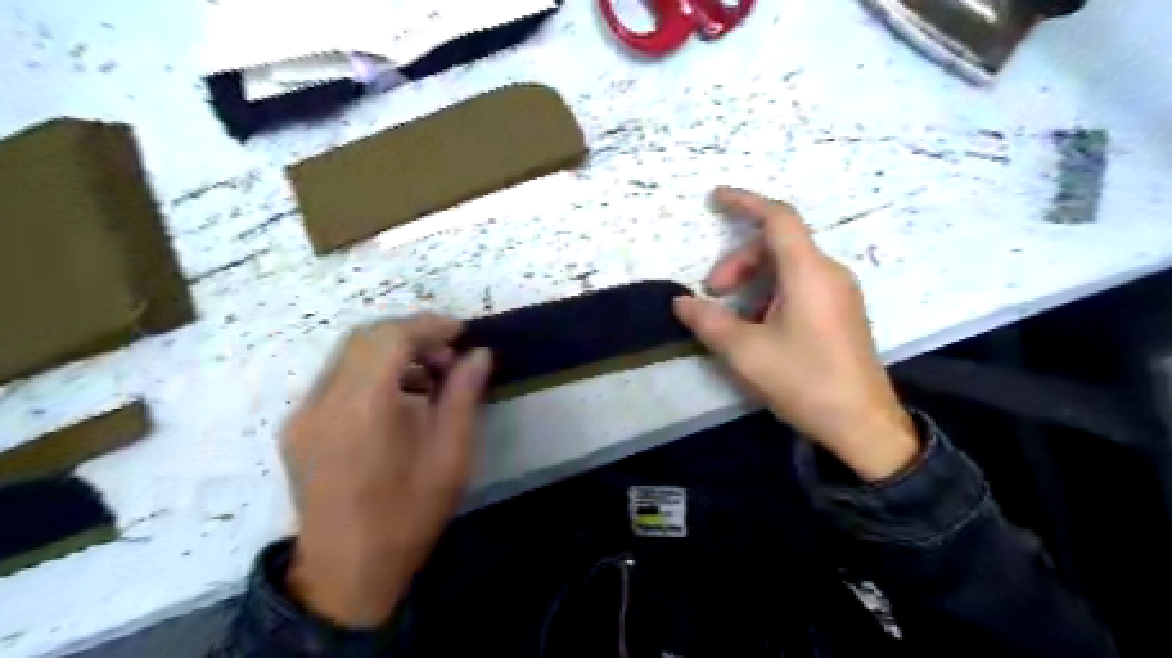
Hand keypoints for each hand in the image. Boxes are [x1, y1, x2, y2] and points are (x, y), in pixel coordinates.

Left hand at [284, 315, 493, 628]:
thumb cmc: (409, 516)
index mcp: (363, 409)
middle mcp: (323, 402)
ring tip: (429, 373)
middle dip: (411, 332)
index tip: (461, 332)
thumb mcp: (451, 456)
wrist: (348, 573)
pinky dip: (371, 370)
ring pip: (348, 353)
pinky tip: (398, 394)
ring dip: (391, 349)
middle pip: (365, 337)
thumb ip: (464, 396)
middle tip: (449, 352)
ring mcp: (303, 414)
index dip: (429, 325)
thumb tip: (479, 354)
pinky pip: (336, 378)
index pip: (391, 338)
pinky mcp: (297, 427)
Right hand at [677, 187, 913, 480]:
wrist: (862, 424)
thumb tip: (681, 302)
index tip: (715, 198)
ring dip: (753, 281)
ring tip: (733, 317)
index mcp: (809, 273)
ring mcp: (840, 293)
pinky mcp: (842, 312)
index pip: (778, 219)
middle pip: (778, 246)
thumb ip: (709, 322)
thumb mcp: (746, 353)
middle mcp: (829, 274)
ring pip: (788, 267)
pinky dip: (771, 294)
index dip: (745, 202)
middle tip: (712, 294)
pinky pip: (801, 286)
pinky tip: (759, 327)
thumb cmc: (804, 381)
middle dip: (738, 262)